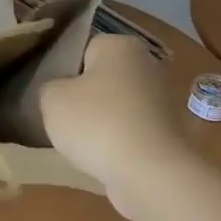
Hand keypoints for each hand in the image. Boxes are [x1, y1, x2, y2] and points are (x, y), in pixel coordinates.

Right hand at [39, 35, 195, 217]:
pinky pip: (132, 132)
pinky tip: (104, 159)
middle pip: (103, 78)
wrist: (150, 174)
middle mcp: (149, 65)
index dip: (65, 72)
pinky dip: (119, 143)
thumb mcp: (51, 99)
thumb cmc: (97, 123)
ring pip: (118, 107)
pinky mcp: (170, 134)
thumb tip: (60, 92)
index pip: (84, 50)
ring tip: (82, 144)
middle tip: (64, 120)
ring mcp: (164, 100)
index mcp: (120, 46)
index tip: (54, 95)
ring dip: (102, 122)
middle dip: (85, 97)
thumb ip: (49, 88)